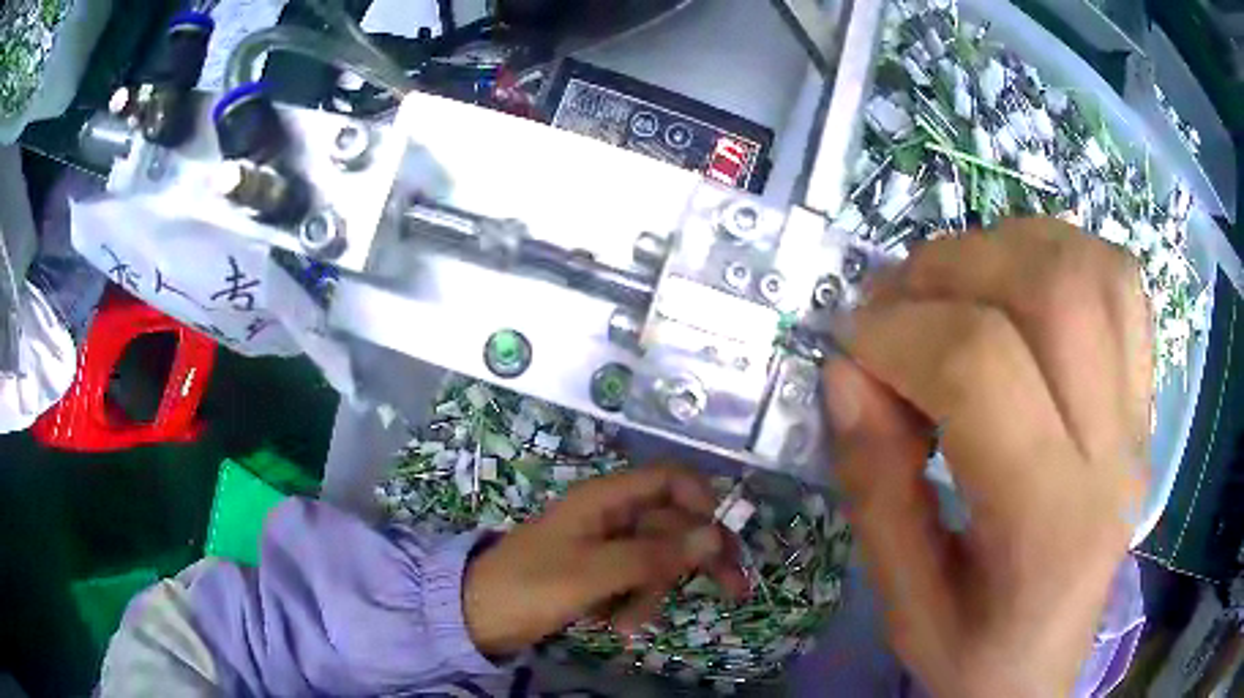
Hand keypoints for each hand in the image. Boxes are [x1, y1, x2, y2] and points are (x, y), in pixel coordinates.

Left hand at [463, 465, 746, 656]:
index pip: (670, 479)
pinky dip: (636, 603)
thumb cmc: (529, 585)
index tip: (720, 537)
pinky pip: (638, 581)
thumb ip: (654, 556)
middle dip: (699, 558)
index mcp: (606, 499)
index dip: (702, 500)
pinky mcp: (602, 574)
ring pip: (659, 559)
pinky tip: (617, 627)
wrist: (479, 616)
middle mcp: (612, 516)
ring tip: (628, 625)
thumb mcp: (593, 573)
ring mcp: (607, 547)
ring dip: (655, 593)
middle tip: (735, 590)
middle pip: (675, 523)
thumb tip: (715, 535)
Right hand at [824, 219, 1150, 696]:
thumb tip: (847, 371)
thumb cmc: (972, 654)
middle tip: (896, 304)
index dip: (898, 336)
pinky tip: (1021, 284)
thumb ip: (873, 486)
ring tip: (955, 285)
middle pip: (1052, 292)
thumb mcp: (901, 602)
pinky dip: (1062, 252)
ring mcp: (1139, 417)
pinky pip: (1119, 281)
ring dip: (1007, 247)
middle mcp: (1113, 455)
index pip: (982, 372)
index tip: (848, 347)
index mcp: (1049, 528)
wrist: (1044, 669)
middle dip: (950, 269)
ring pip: (1091, 268)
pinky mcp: (1145, 398)